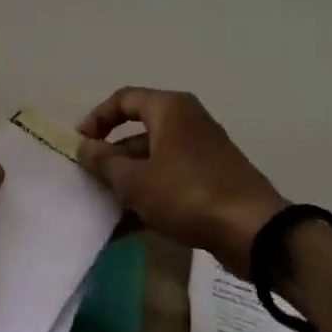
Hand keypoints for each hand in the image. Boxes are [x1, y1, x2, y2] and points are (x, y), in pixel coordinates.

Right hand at [76, 88, 288, 272]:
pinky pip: (169, 183)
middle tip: (89, 181)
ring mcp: (201, 153)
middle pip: (137, 133)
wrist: (252, 231)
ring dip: (127, 183)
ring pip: (152, 162)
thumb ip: (104, 162)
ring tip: (103, 209)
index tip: (79, 144)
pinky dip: (148, 198)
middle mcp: (187, 123)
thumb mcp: (135, 180)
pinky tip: (126, 228)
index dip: (97, 119)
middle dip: (110, 158)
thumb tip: (85, 147)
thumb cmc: (187, 194)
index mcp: (170, 109)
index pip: (124, 99)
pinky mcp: (210, 181)